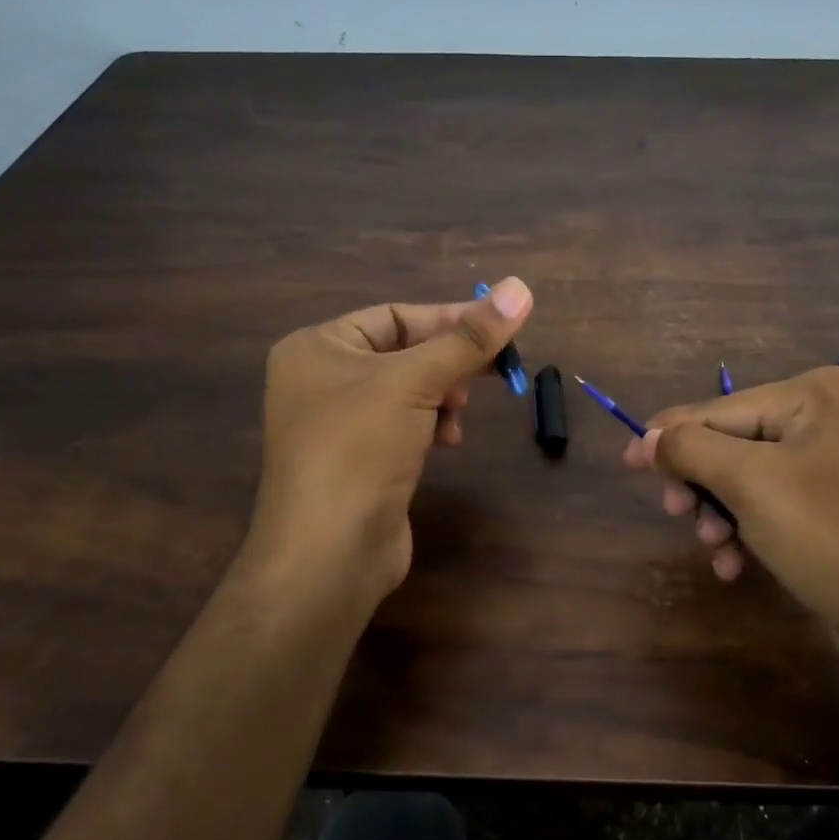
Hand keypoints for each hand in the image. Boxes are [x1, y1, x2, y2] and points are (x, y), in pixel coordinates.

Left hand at [245, 277, 532, 617]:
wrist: (328, 553)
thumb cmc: (359, 448)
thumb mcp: (416, 382)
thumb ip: (469, 338)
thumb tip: (521, 286)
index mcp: (317, 347)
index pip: (394, 315)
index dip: (449, 319)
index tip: (499, 330)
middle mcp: (321, 380)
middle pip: (403, 352)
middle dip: (447, 363)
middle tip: (486, 374)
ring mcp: (337, 424)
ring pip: (407, 391)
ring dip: (442, 396)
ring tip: (458, 415)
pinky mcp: (358, 461)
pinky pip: (402, 425)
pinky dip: (430, 426)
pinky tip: (448, 442)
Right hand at [623, 366, 838, 678]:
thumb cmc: (830, 538)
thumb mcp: (750, 485)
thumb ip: (690, 450)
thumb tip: (647, 436)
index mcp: (817, 393)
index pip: (721, 409)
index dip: (669, 437)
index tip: (626, 462)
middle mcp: (834, 414)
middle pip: (736, 442)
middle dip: (703, 484)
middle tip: (675, 515)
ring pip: (754, 476)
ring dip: (724, 512)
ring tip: (714, 548)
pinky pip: (782, 501)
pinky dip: (754, 527)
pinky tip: (737, 564)